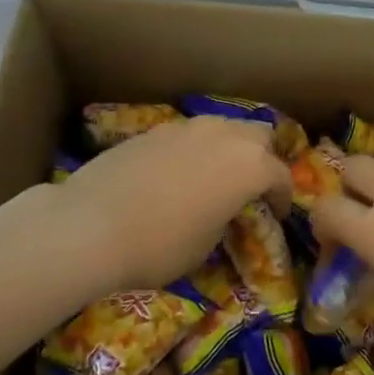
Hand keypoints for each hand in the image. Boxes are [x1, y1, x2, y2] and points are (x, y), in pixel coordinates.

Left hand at [53, 117, 291, 293]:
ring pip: (224, 128)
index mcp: (250, 166)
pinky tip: (178, 174)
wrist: (90, 225)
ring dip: (229, 149)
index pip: (281, 176)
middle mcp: (225, 136)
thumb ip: (224, 219)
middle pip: (259, 136)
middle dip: (262, 159)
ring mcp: (188, 128)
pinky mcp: (155, 129)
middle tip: (250, 187)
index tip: (277, 214)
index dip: (283, 198)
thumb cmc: (159, 245)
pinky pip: (190, 135)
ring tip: (215, 176)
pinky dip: (195, 150)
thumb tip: (219, 211)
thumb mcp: (205, 246)